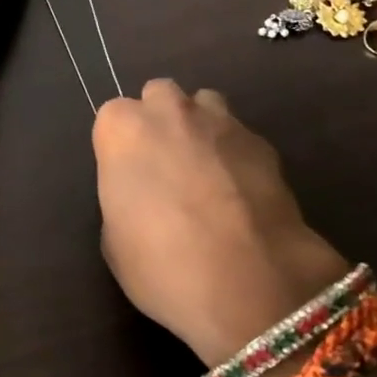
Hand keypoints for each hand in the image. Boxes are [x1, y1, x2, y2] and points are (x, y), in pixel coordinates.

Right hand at [92, 81, 348, 366]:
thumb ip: (124, 199)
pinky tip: (242, 193)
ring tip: (206, 173)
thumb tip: (142, 196)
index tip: (128, 177)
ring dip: (200, 128)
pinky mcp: (264, 143)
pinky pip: (240, 137)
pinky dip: (236, 155)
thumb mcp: (115, 241)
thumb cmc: (162, 264)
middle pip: (159, 96)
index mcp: (124, 130)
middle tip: (165, 167)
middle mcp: (171, 112)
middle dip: (160, 121)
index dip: (120, 147)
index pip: (113, 117)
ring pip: (205, 105)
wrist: (247, 280)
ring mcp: (222, 122)